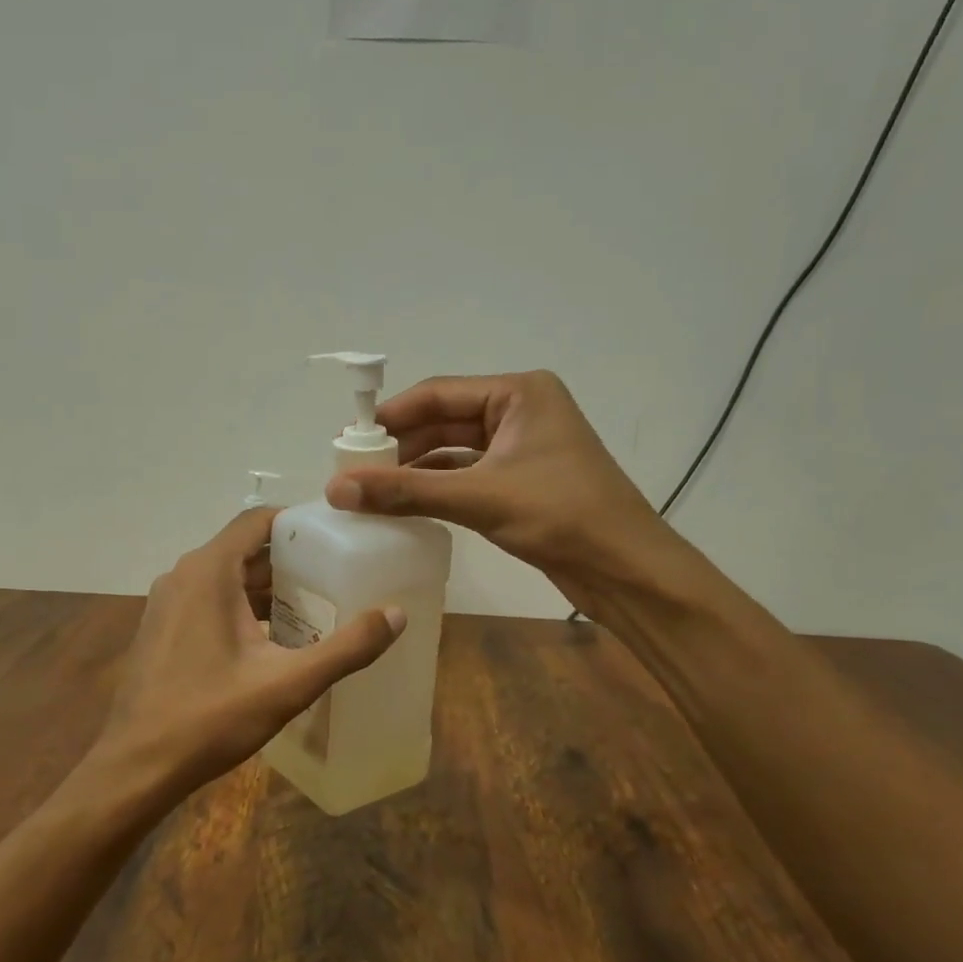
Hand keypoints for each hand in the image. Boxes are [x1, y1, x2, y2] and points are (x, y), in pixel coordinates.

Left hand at [90, 509, 405, 796]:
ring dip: (267, 589)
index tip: (337, 538)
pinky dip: (242, 608)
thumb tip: (396, 615)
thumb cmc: (211, 718)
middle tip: (337, 577)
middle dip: (290, 561)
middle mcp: (183, 575)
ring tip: (315, 608)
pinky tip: (273, 640)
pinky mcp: (161, 629)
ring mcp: (167, 603)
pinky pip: (209, 601)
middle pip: (244, 550)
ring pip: (226, 578)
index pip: (258, 521)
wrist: (137, 767)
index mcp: (208, 571)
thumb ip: (346, 648)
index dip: (298, 523)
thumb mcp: (288, 684)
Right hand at [325, 372, 662, 582]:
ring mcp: (522, 447)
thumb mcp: (478, 497)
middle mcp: (519, 411)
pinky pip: (467, 475)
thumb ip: (405, 491)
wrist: (626, 568)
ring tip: (370, 490)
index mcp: (519, 393)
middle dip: (400, 446)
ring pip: (453, 451)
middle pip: (443, 421)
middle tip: (353, 471)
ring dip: (415, 469)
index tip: (346, 443)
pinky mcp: (521, 480)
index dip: (390, 417)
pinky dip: (437, 488)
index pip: (437, 393)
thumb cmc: (561, 515)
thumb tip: (336, 489)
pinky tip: (405, 504)